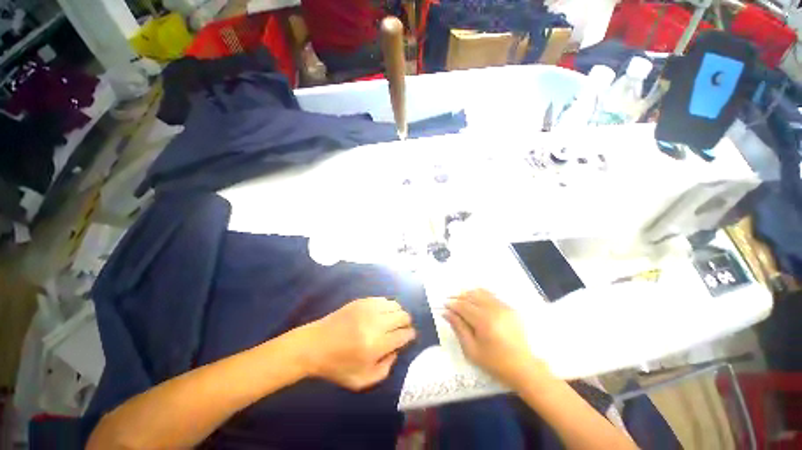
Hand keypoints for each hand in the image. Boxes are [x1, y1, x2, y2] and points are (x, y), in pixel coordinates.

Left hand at [305, 297, 415, 390]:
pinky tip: (383, 313)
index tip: (410, 336)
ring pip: (395, 305)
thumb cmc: (337, 366)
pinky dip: (388, 305)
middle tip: (403, 328)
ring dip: (398, 313)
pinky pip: (383, 299)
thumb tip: (395, 350)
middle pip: (402, 316)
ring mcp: (368, 309)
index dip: (410, 335)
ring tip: (394, 320)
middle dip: (407, 323)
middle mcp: (375, 323)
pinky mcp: (361, 301)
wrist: (314, 345)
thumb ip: (384, 370)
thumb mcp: (361, 381)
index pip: (403, 335)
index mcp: (376, 345)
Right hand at [444, 289, 547, 387]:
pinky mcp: (510, 308)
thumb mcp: (472, 350)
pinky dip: (481, 295)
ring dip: (469, 294)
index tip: (444, 304)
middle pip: (471, 296)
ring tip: (461, 299)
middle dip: (459, 296)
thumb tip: (446, 313)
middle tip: (450, 300)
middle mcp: (494, 309)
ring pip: (481, 292)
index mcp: (483, 321)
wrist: (525, 368)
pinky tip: (476, 301)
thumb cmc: (496, 363)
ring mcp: (504, 307)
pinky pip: (492, 295)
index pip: (463, 306)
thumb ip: (458, 328)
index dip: (452, 304)